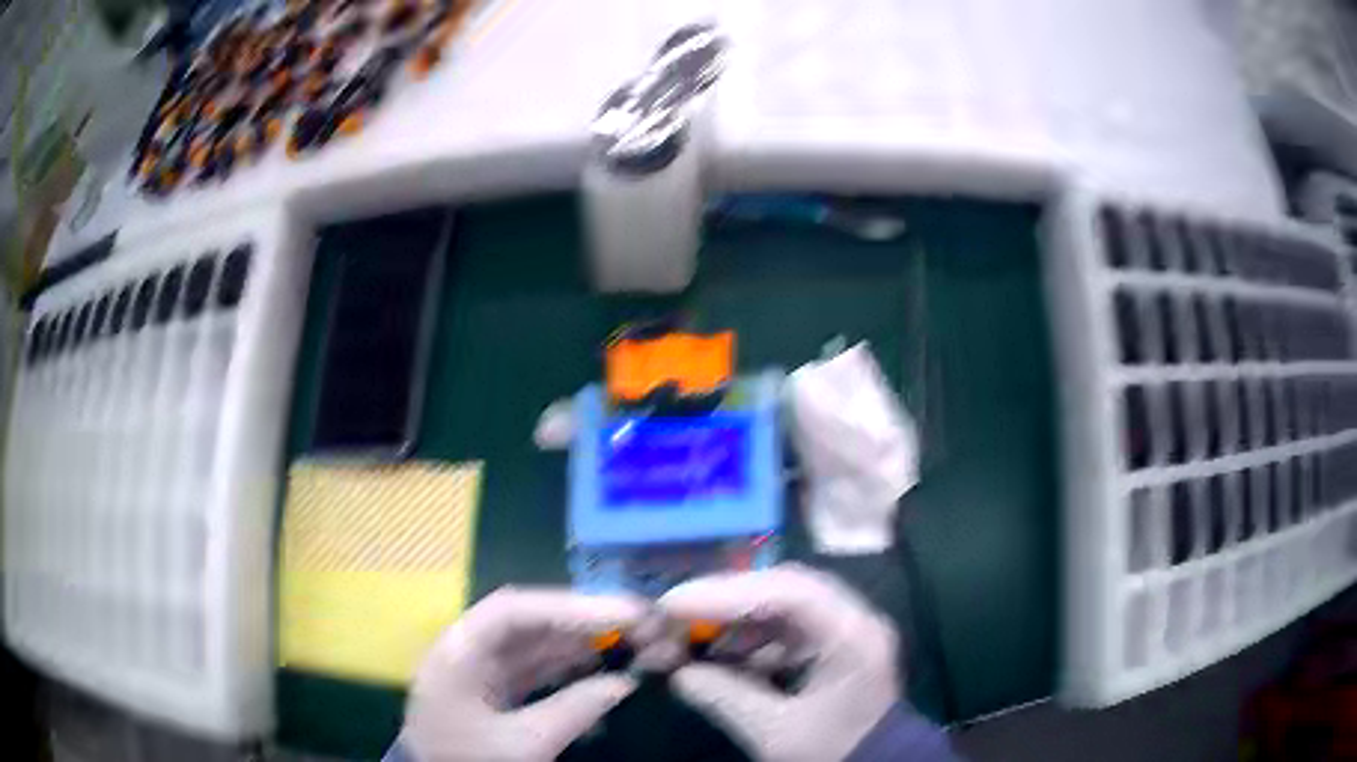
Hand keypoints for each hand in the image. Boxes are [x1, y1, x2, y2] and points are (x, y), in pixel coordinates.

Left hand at [403, 589, 644, 761]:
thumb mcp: (523, 746)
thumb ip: (574, 711)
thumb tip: (625, 683)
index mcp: (456, 654)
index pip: (511, 611)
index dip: (568, 607)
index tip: (621, 613)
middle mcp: (463, 649)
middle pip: (523, 620)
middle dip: (578, 619)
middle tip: (633, 620)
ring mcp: (475, 668)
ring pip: (530, 641)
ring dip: (575, 639)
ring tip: (624, 638)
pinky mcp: (487, 687)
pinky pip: (529, 664)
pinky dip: (563, 662)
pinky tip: (595, 663)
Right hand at [659, 564, 899, 761]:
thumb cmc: (835, 751)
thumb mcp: (776, 734)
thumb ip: (725, 698)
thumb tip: (679, 673)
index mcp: (853, 636)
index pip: (790, 593)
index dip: (728, 593)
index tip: (675, 603)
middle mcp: (853, 620)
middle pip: (784, 590)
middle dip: (726, 600)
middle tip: (675, 612)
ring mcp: (844, 630)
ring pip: (781, 605)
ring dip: (735, 618)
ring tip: (693, 637)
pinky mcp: (832, 645)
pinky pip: (785, 627)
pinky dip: (749, 637)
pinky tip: (723, 655)